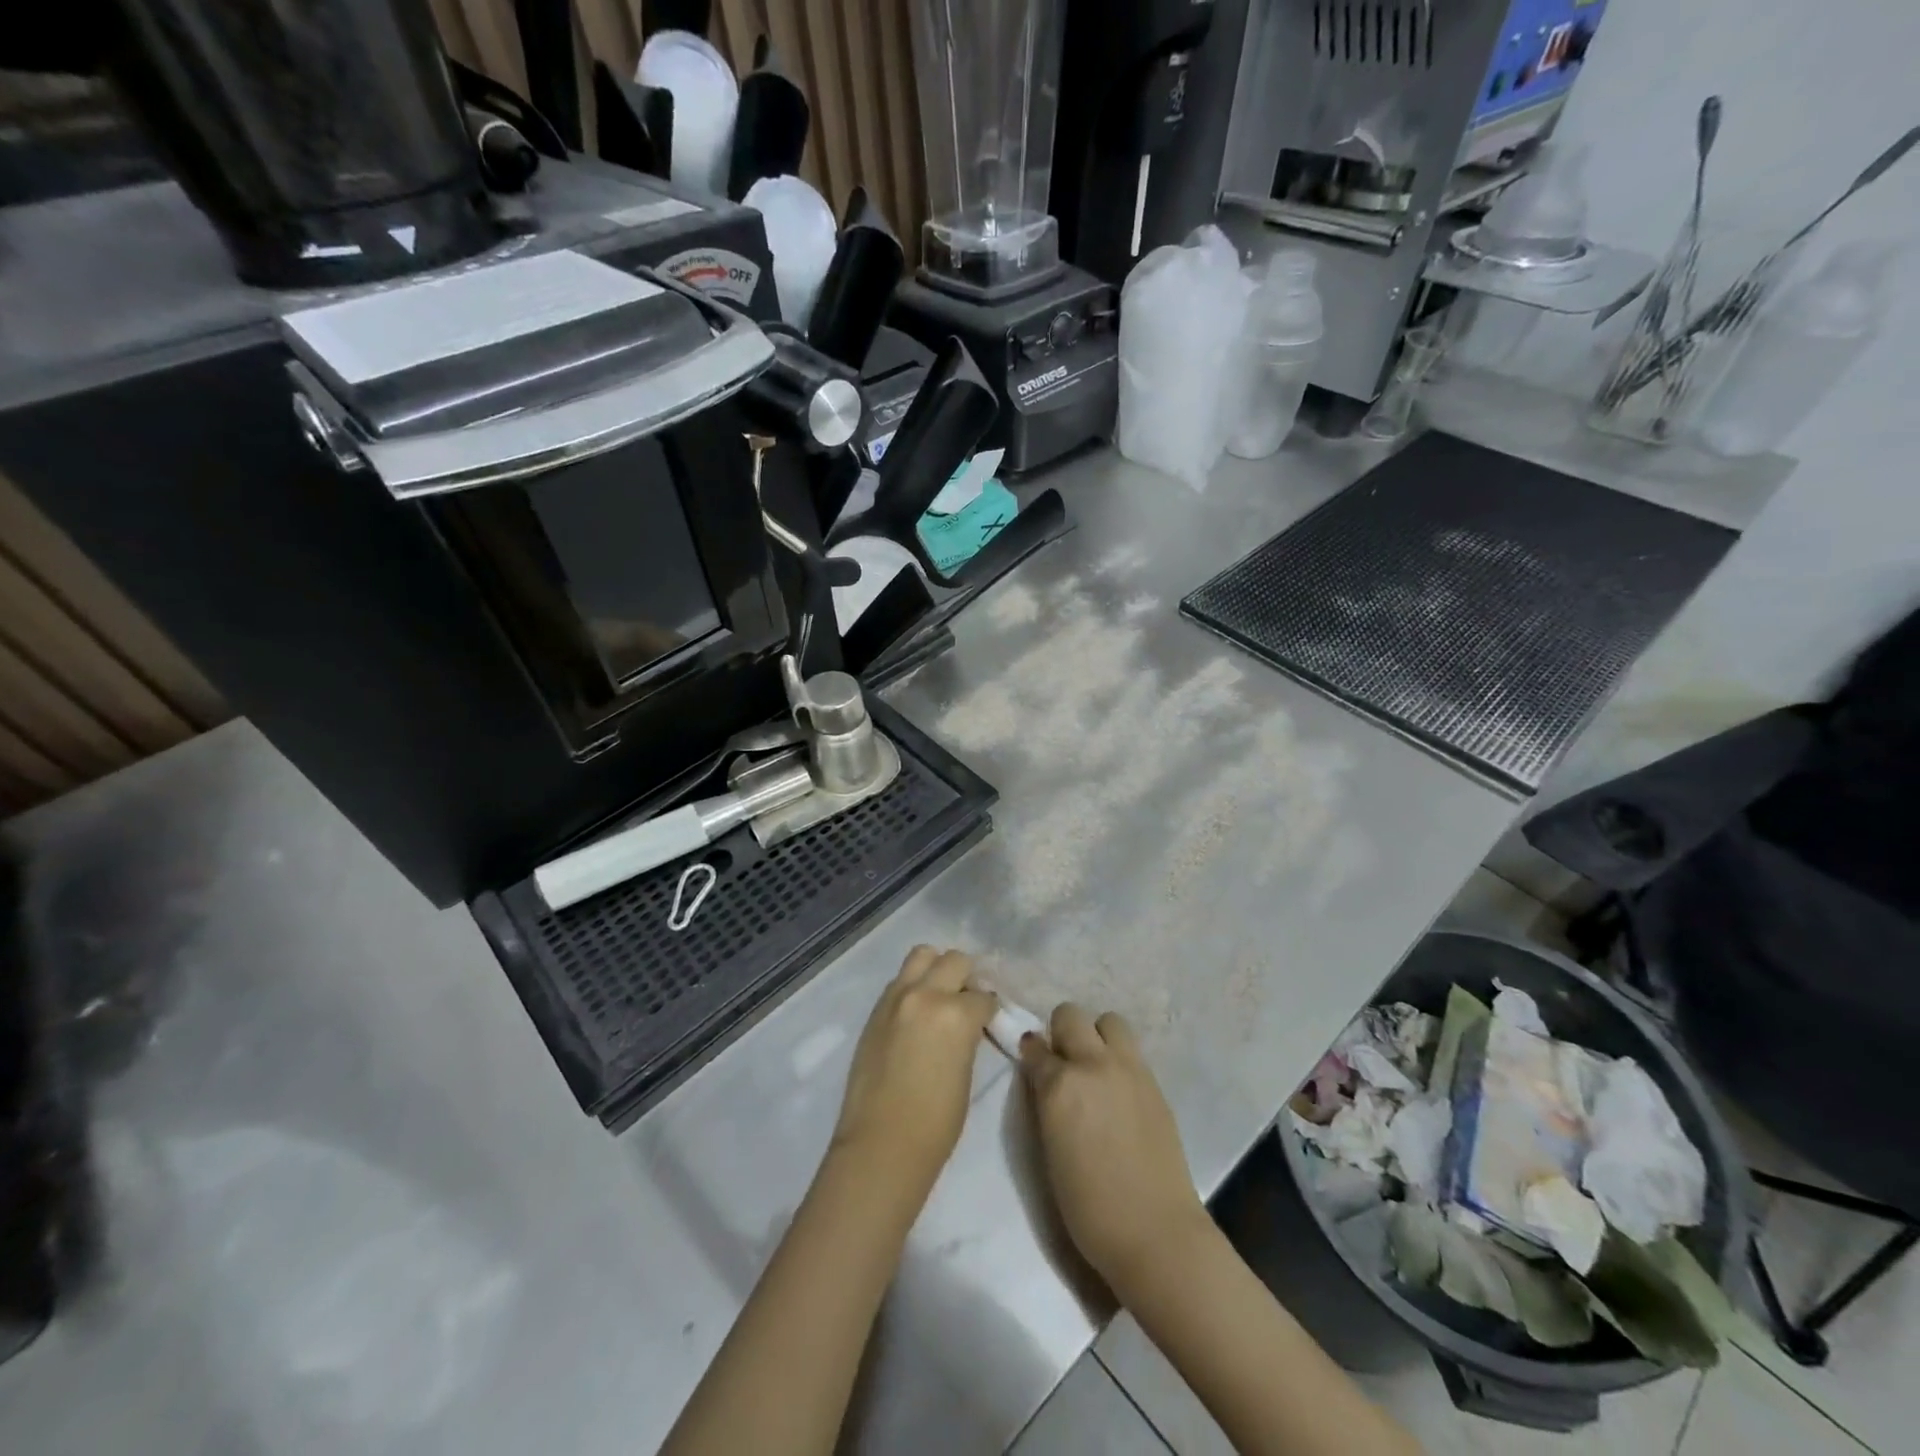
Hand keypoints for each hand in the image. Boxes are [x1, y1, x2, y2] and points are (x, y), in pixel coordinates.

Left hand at [832, 946, 995, 1198]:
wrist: (881, 1144)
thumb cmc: (936, 1122)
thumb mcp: (966, 1072)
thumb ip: (967, 1035)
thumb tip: (968, 1023)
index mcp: (956, 1013)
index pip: (984, 995)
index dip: (990, 1008)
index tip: (990, 1019)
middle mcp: (926, 994)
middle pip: (955, 960)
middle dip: (967, 977)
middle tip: (968, 1001)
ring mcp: (896, 997)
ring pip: (922, 955)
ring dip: (936, 969)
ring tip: (941, 994)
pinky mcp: (876, 1009)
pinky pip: (900, 981)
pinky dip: (913, 985)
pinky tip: (917, 1011)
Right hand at [1020, 1004, 1209, 1294]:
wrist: (1155, 1232)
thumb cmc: (1089, 1207)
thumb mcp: (1049, 1149)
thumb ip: (1046, 1102)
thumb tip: (1045, 1078)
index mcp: (1060, 1084)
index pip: (1035, 1047)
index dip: (1031, 1054)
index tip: (1032, 1062)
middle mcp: (1093, 1064)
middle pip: (1070, 1015)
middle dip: (1062, 1031)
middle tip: (1063, 1062)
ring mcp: (1128, 1069)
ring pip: (1109, 1021)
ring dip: (1096, 1036)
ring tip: (1095, 1068)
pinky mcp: (1154, 1082)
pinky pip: (1131, 1050)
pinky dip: (1119, 1058)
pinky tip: (1118, 1089)